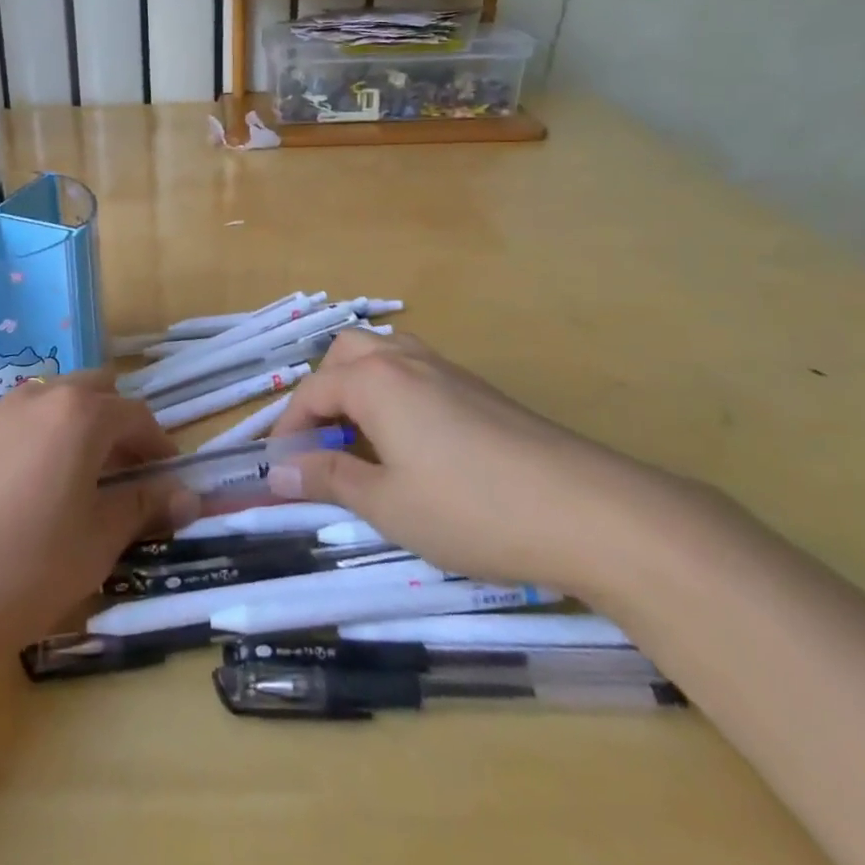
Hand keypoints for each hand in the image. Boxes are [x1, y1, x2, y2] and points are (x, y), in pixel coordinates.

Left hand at [0, 375, 194, 677]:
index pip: (136, 415)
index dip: (159, 445)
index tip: (166, 478)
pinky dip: (37, 437)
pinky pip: (17, 420)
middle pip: (95, 392)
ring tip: (74, 481)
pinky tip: (24, 488)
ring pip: (53, 401)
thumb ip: (143, 509)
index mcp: (80, 416)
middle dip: (117, 425)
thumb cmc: (18, 571)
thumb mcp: (94, 546)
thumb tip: (188, 495)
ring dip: (76, 427)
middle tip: (123, 475)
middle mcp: (40, 397)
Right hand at [267, 329, 680, 596]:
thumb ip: (328, 479)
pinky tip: (413, 444)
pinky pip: (417, 372)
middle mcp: (406, 360)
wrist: (587, 510)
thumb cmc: (471, 508)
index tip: (279, 472)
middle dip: (323, 393)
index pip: (311, 392)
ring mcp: (448, 370)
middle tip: (322, 444)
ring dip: (359, 387)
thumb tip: (276, 474)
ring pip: (384, 355)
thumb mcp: (388, 504)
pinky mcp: (480, 389)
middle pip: (345, 354)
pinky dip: (394, 394)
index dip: (288, 430)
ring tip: (363, 439)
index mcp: (374, 380)